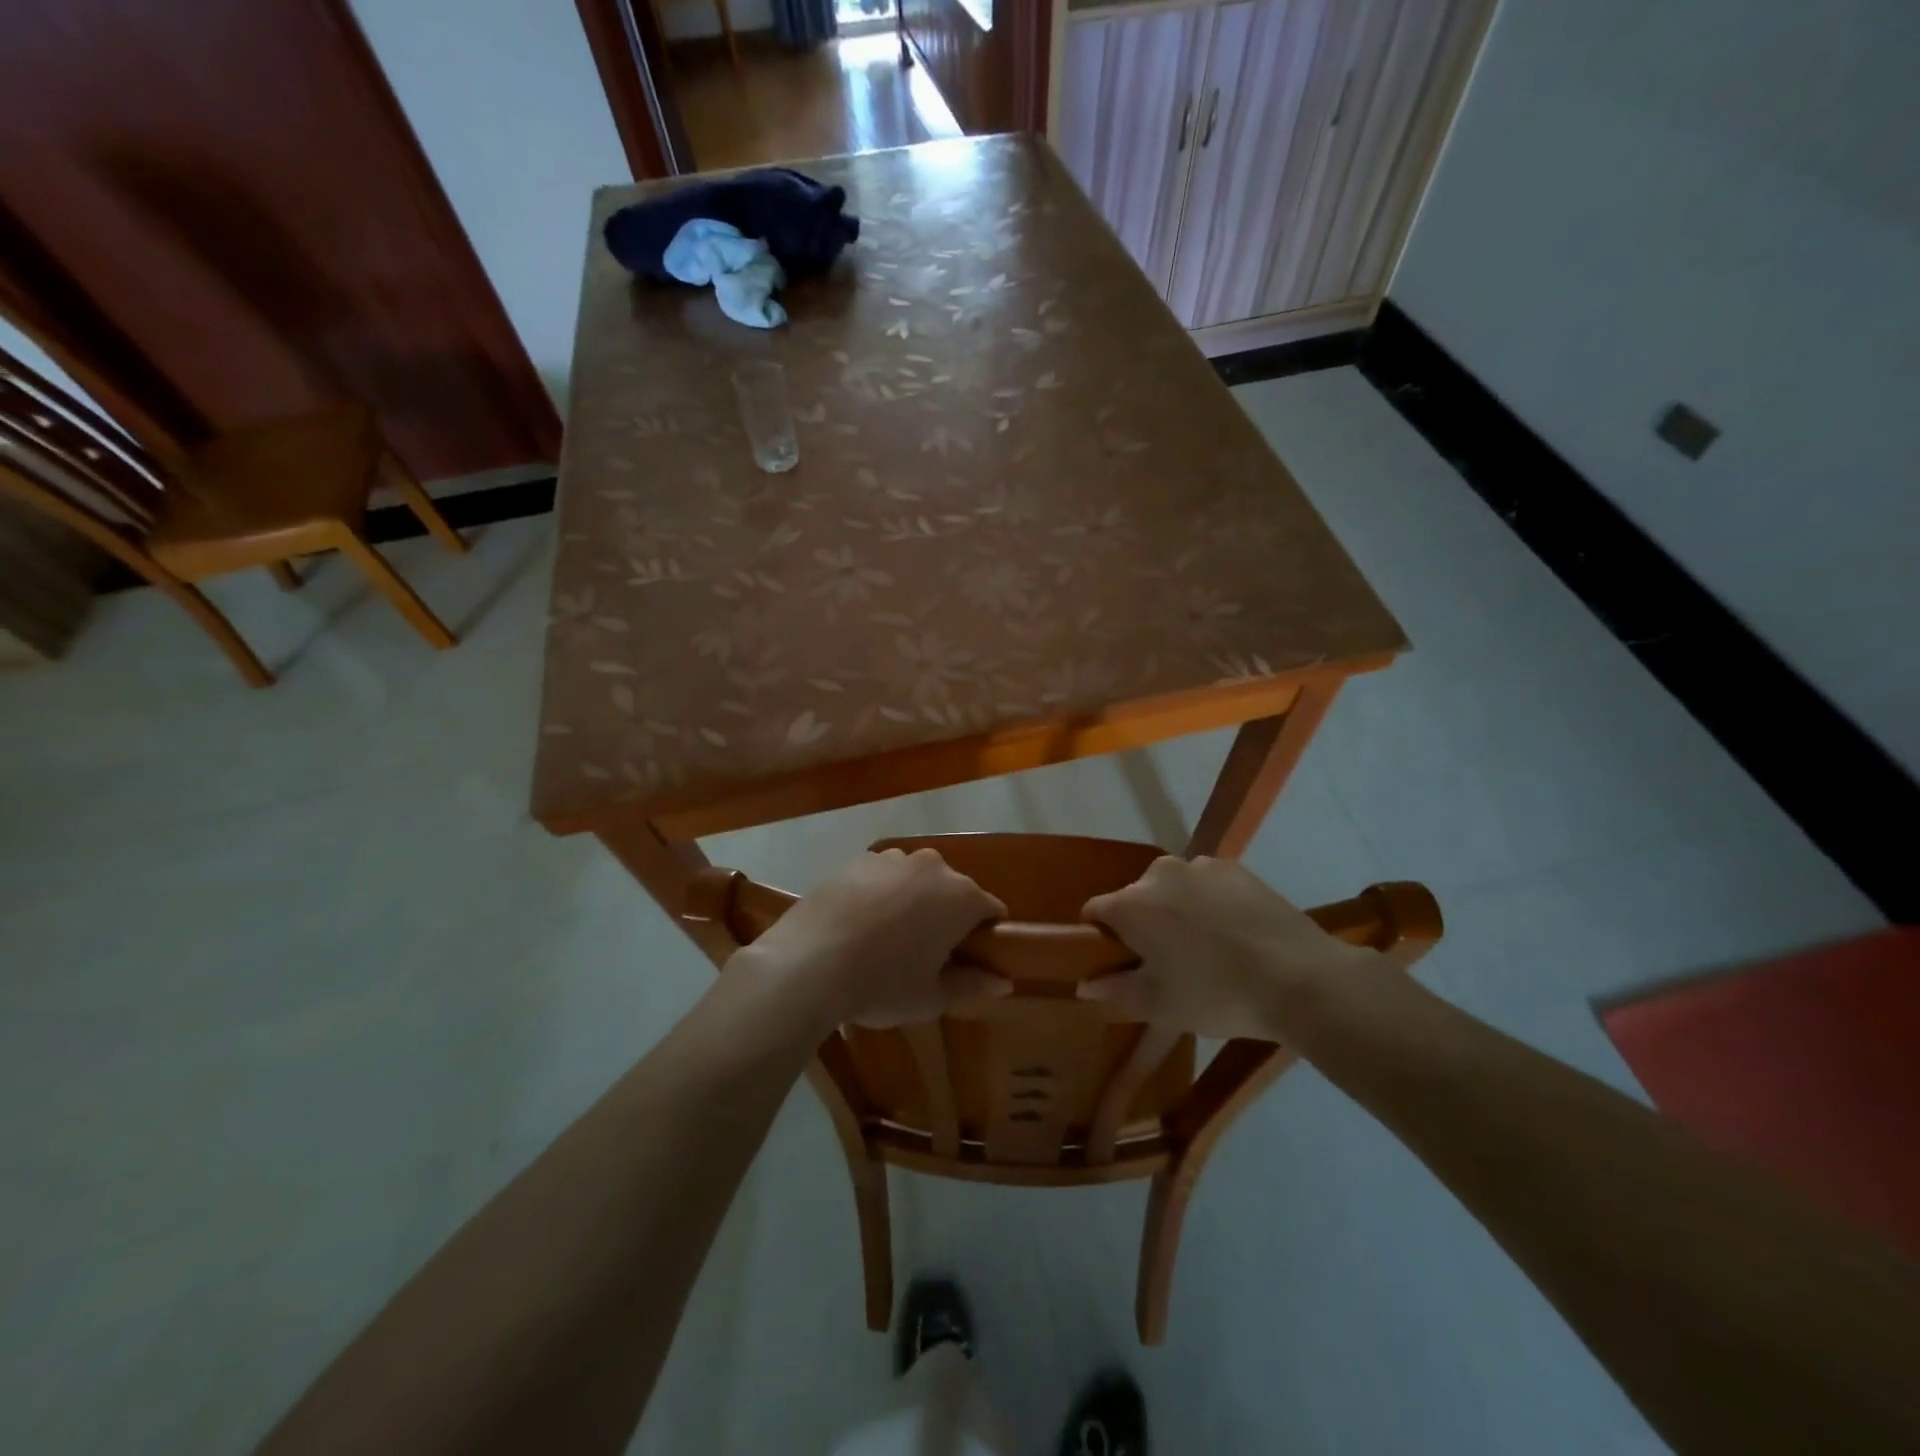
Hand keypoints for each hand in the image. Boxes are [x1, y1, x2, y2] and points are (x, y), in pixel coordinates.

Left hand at [737, 849, 1009, 1032]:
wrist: (809, 962)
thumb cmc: (882, 984)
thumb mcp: (932, 996)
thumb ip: (973, 984)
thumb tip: (1004, 982)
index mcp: (961, 897)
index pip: (990, 910)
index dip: (985, 935)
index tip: (969, 959)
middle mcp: (932, 866)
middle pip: (953, 890)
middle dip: (947, 916)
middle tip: (925, 955)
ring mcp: (891, 859)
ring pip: (915, 880)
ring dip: (913, 901)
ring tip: (887, 939)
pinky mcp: (856, 860)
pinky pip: (881, 877)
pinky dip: (879, 894)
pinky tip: (858, 925)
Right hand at [1078, 856, 1380, 1040]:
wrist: (1300, 978)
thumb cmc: (1216, 994)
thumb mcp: (1159, 1005)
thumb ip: (1114, 991)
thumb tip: (1085, 985)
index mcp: (1131, 903)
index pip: (1095, 912)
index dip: (1101, 939)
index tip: (1120, 965)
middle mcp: (1159, 873)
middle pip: (1136, 897)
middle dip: (1143, 924)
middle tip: (1167, 963)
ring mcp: (1201, 866)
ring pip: (1173, 889)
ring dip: (1177, 911)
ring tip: (1206, 949)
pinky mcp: (1237, 869)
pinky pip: (1207, 885)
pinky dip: (1210, 903)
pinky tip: (1234, 934)